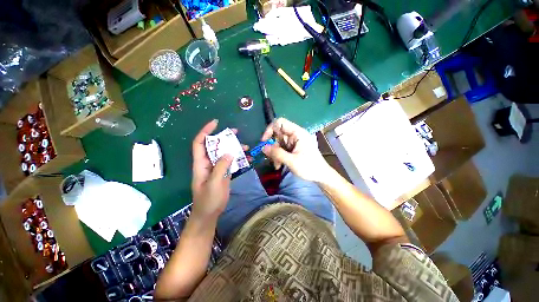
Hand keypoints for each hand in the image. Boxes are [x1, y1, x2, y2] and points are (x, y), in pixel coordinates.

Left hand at [191, 120, 246, 219]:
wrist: (210, 213)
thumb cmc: (208, 200)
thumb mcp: (214, 183)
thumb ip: (220, 167)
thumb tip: (229, 152)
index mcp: (201, 164)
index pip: (200, 143)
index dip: (206, 131)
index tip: (216, 123)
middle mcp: (208, 163)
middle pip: (215, 145)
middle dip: (224, 137)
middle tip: (236, 132)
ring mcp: (217, 168)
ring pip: (225, 153)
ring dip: (234, 148)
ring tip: (246, 147)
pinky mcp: (224, 173)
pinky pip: (231, 162)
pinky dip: (239, 159)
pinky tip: (249, 159)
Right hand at [261, 118, 331, 182]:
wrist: (321, 176)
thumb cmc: (309, 167)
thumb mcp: (292, 161)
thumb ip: (277, 153)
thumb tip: (263, 147)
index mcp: (297, 133)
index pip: (280, 123)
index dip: (270, 129)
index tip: (264, 141)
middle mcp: (295, 135)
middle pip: (277, 134)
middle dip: (273, 146)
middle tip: (271, 158)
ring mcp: (294, 142)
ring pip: (278, 143)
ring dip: (275, 154)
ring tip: (277, 165)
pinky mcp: (293, 148)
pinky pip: (281, 149)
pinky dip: (278, 156)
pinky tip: (279, 165)